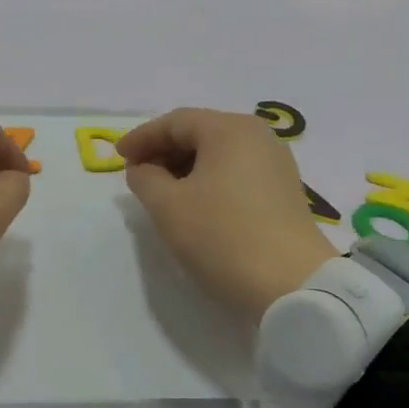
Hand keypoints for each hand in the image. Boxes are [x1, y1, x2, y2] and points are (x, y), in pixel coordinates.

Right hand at [118, 107, 335, 318]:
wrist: (291, 285)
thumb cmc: (221, 236)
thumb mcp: (167, 206)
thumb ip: (144, 179)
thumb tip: (143, 169)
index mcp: (230, 130)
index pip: (175, 122)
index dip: (142, 137)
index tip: (118, 157)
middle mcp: (258, 137)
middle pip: (200, 133)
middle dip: (163, 151)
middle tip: (137, 175)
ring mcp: (275, 164)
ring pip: (218, 154)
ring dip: (184, 167)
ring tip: (160, 192)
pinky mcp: (283, 191)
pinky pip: (235, 172)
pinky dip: (207, 180)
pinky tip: (193, 204)